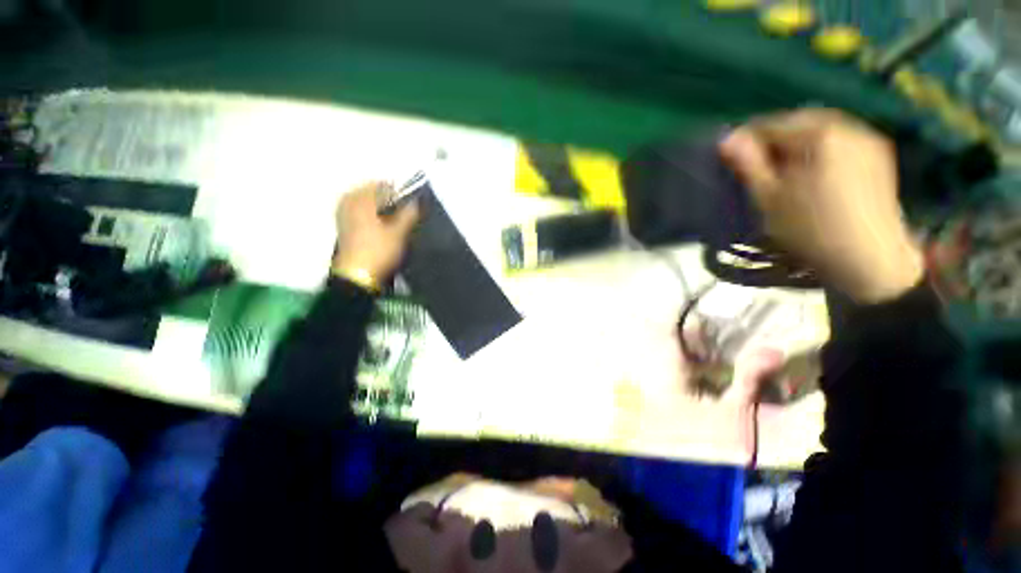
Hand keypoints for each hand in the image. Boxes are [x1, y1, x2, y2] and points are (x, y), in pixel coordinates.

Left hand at [332, 181, 419, 289]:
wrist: (358, 276)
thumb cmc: (380, 250)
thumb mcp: (399, 232)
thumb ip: (409, 214)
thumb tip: (417, 201)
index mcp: (361, 198)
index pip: (382, 184)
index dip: (398, 192)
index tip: (410, 204)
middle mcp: (348, 202)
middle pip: (372, 193)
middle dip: (388, 201)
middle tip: (402, 214)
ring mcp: (343, 215)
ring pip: (366, 204)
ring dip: (380, 209)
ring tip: (393, 222)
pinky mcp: (343, 227)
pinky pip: (359, 213)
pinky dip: (371, 216)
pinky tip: (381, 228)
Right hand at [719, 109, 923, 302]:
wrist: (869, 260)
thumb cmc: (811, 230)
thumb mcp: (769, 199)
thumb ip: (748, 165)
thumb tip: (726, 138)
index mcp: (821, 135)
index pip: (772, 124)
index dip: (746, 138)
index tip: (731, 158)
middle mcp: (849, 126)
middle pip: (799, 122)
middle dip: (773, 139)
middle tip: (756, 166)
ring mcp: (868, 139)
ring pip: (820, 129)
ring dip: (796, 143)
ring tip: (782, 169)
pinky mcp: (879, 155)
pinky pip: (840, 139)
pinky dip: (819, 148)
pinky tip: (811, 171)